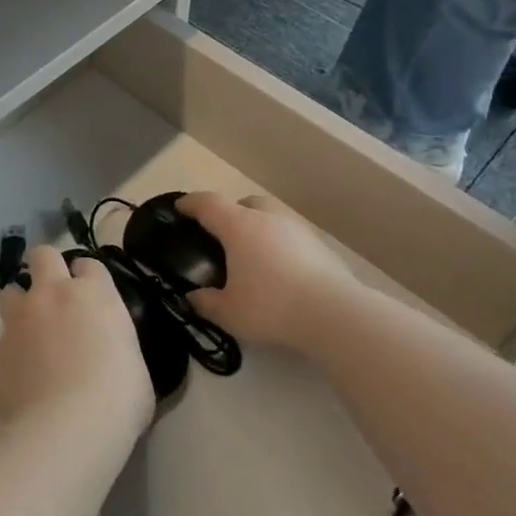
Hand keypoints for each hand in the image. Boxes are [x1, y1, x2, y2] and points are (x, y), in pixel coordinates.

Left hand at [0, 246, 153, 438]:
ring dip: (22, 300)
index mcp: (96, 294)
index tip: (91, 297)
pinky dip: (13, 340)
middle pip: (44, 255)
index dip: (88, 279)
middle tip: (55, 296)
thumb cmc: (116, 400)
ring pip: (13, 287)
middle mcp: (56, 293)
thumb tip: (113, 356)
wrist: (65, 428)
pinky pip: (4, 330)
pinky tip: (24, 364)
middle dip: (47, 268)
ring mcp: (23, 316)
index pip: (89, 265)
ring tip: (31, 326)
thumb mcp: (136, 370)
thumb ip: (119, 349)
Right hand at [174, 193, 356, 351]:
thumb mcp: (229, 313)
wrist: (334, 313)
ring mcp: (298, 229)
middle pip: (244, 203)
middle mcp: (267, 218)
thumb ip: (207, 303)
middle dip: (231, 213)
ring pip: (271, 216)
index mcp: (239, 226)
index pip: (208, 204)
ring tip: (254, 255)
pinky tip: (281, 270)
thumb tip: (194, 297)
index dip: (191, 203)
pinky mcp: (320, 245)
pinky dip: (281, 245)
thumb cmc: (271, 306)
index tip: (180, 208)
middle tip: (223, 235)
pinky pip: (291, 236)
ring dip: (259, 227)